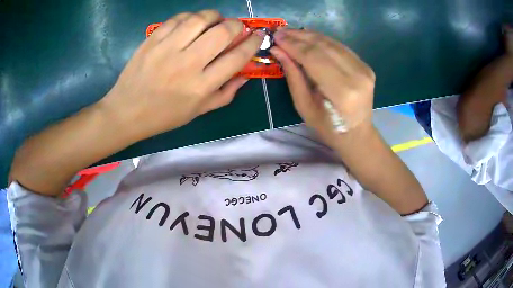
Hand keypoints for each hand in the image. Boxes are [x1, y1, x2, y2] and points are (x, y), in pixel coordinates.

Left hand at [100, 10, 263, 140]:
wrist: (126, 112)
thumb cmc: (163, 116)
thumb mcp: (198, 112)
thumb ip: (225, 94)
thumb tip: (246, 75)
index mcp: (201, 86)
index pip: (237, 57)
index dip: (252, 43)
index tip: (257, 36)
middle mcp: (187, 64)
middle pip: (222, 32)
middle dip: (236, 25)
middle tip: (235, 27)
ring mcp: (167, 50)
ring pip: (200, 19)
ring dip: (214, 16)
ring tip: (214, 21)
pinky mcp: (152, 40)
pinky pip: (177, 19)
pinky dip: (190, 17)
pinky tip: (191, 23)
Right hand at [270, 29, 375, 141]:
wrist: (357, 133)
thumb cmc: (328, 126)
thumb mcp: (304, 105)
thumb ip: (293, 75)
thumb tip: (278, 50)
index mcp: (342, 91)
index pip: (314, 58)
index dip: (293, 45)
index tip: (276, 37)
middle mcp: (356, 76)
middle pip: (323, 47)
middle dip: (299, 37)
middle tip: (281, 32)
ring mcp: (364, 69)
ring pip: (332, 43)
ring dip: (310, 35)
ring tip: (291, 33)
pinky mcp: (365, 66)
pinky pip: (340, 47)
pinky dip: (323, 40)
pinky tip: (309, 38)